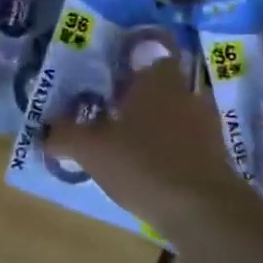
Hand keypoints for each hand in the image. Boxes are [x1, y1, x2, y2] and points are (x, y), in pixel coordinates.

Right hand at [51, 57, 252, 227]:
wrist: (204, 212)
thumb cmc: (144, 163)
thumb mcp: (91, 149)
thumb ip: (65, 135)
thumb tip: (46, 131)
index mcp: (159, 80)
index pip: (154, 51)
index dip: (134, 59)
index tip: (114, 72)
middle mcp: (187, 95)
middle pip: (163, 85)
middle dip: (140, 95)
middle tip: (111, 109)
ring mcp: (206, 126)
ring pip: (176, 113)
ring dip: (155, 124)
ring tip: (127, 141)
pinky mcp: (216, 157)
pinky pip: (187, 142)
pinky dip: (170, 149)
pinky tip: (149, 167)